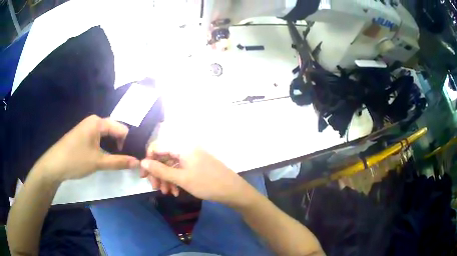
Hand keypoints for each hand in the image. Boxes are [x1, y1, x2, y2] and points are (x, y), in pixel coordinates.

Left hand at [32, 115, 138, 181]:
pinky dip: (105, 147)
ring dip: (113, 147)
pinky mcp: (83, 135)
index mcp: (98, 122)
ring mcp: (87, 127)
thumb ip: (119, 162)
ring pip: (107, 135)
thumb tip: (138, 162)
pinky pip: (99, 138)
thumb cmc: (76, 160)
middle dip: (121, 144)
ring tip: (117, 160)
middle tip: (126, 160)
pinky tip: (105, 157)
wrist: (54, 164)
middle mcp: (93, 121)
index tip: (130, 158)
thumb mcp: (98, 162)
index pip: (122, 129)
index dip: (128, 143)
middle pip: (115, 130)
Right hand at [140, 143, 254, 206]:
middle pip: (164, 157)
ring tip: (167, 193)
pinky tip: (176, 192)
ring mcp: (191, 157)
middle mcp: (186, 148)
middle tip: (156, 188)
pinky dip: (175, 180)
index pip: (157, 147)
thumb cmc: (207, 183)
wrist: (233, 190)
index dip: (148, 161)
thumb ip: (160, 170)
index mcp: (182, 146)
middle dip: (158, 173)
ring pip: (171, 165)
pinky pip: (180, 170)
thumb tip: (142, 161)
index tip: (144, 176)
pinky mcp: (196, 165)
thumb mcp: (181, 178)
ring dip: (166, 179)